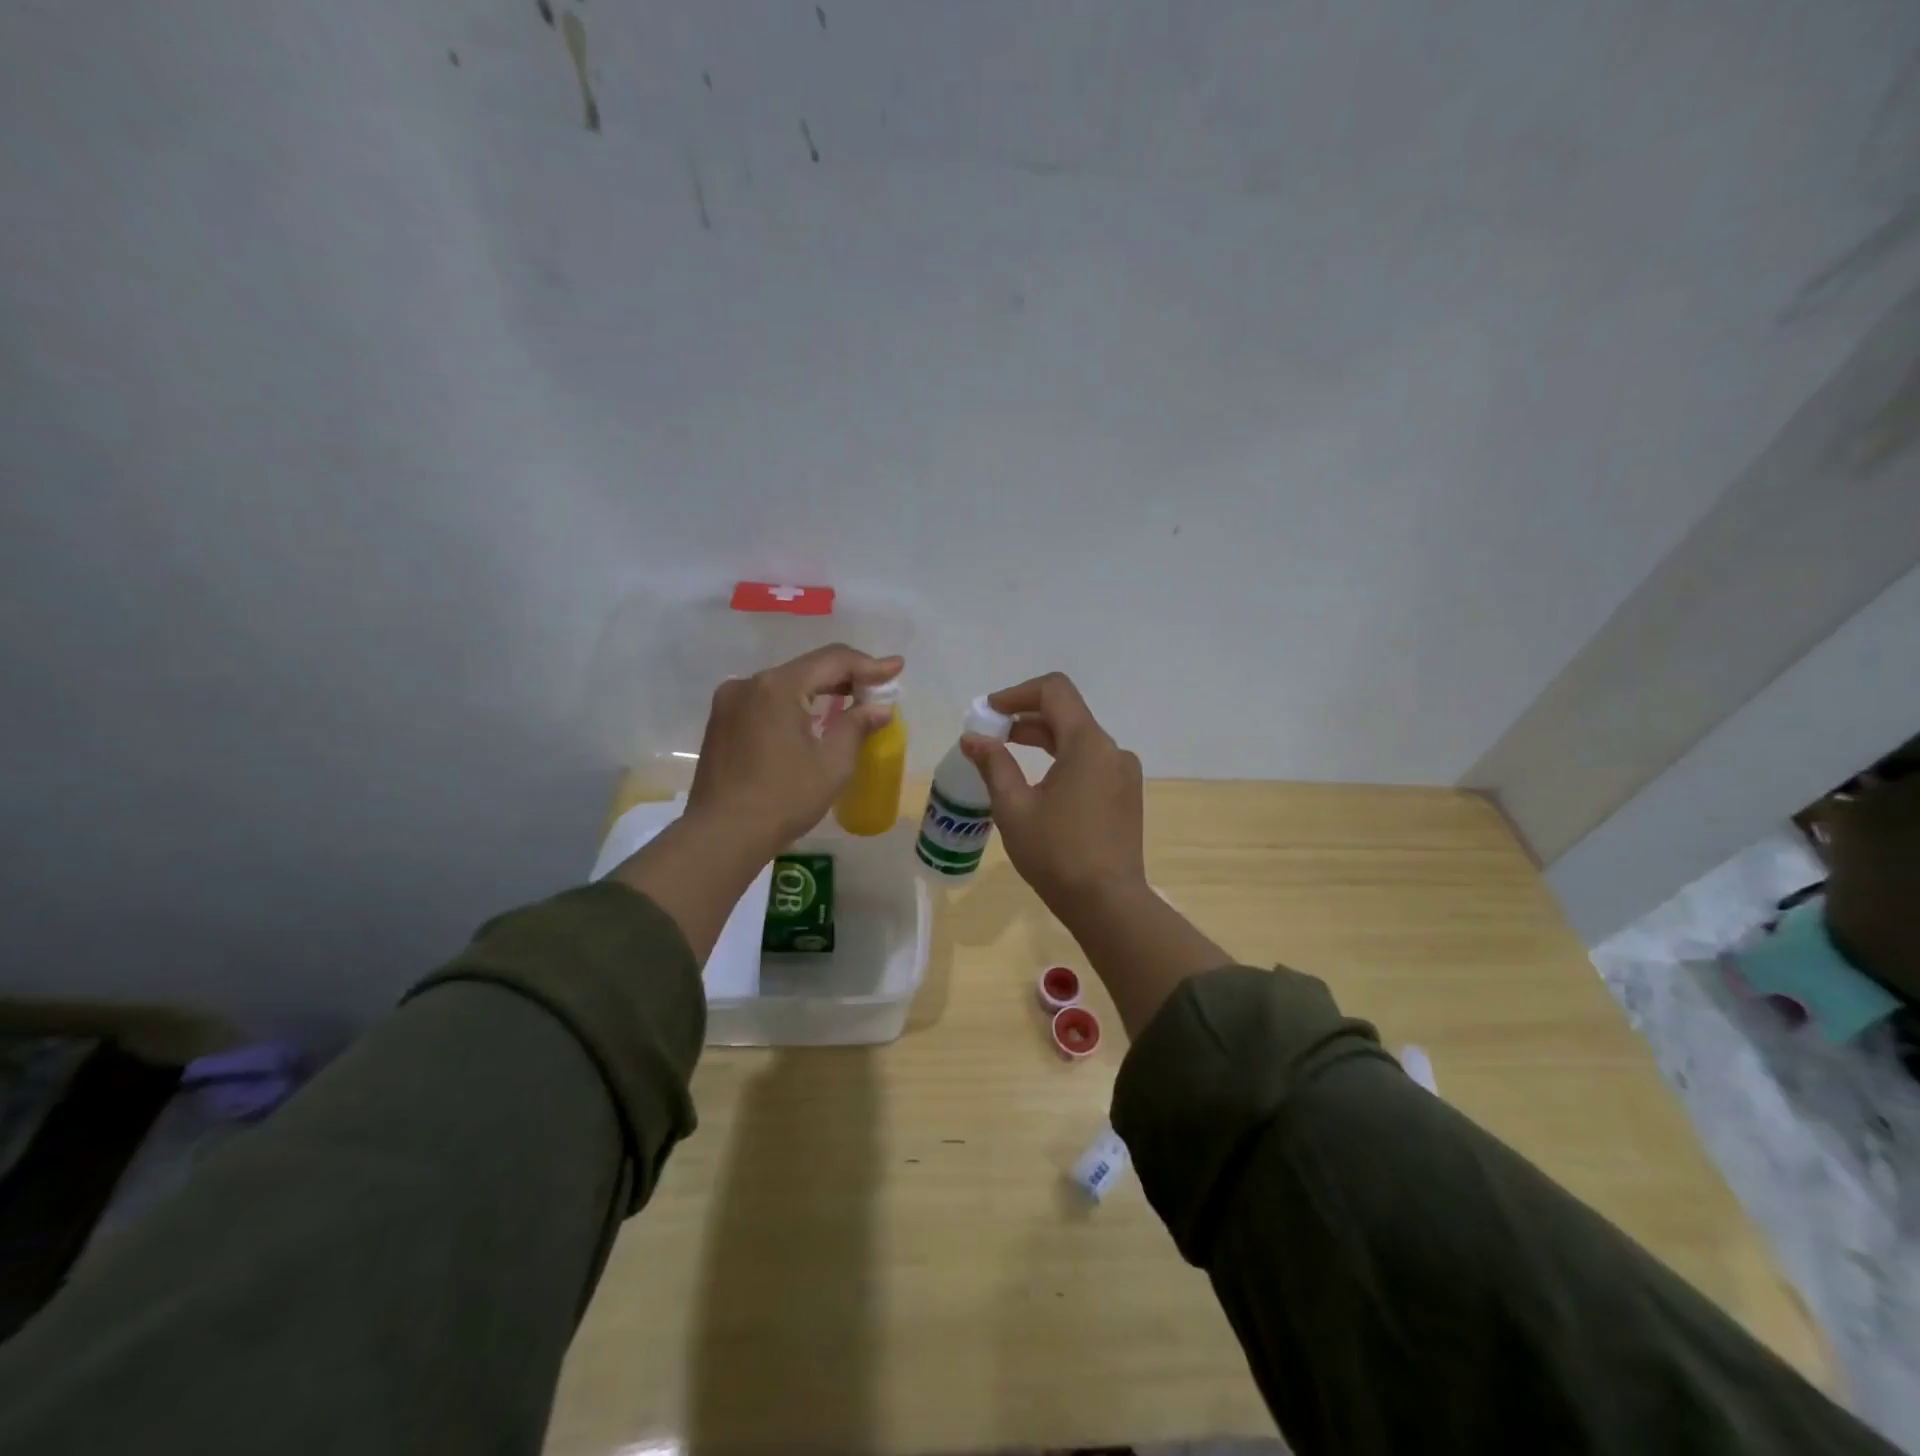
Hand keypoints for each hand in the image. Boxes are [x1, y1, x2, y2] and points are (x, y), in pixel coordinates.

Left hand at [685, 643, 903, 857]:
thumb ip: (857, 725)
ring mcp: (729, 702)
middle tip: (878, 688)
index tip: (896, 667)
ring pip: (785, 684)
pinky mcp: (721, 722)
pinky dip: (794, 705)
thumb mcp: (833, 763)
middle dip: (845, 676)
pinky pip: (766, 701)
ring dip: (819, 691)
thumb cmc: (784, 798)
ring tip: (850, 701)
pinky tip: (812, 719)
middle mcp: (749, 684)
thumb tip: (879, 708)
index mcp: (777, 686)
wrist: (722, 835)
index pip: (832, 661)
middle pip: (807, 669)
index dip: (869, 664)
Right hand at [960, 672, 1146, 920]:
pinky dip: (1062, 760)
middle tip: (990, 735)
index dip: (1017, 693)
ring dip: (1043, 739)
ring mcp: (1123, 773)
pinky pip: (1091, 762)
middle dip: (1025, 717)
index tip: (989, 712)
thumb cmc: (1056, 853)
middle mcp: (1112, 750)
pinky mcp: (1125, 795)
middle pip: (1067, 713)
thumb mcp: (1014, 808)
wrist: (1107, 903)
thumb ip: (994, 764)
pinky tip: (1039, 784)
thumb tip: (972, 738)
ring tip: (1007, 756)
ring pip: (1079, 739)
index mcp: (1088, 744)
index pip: (1054, 691)